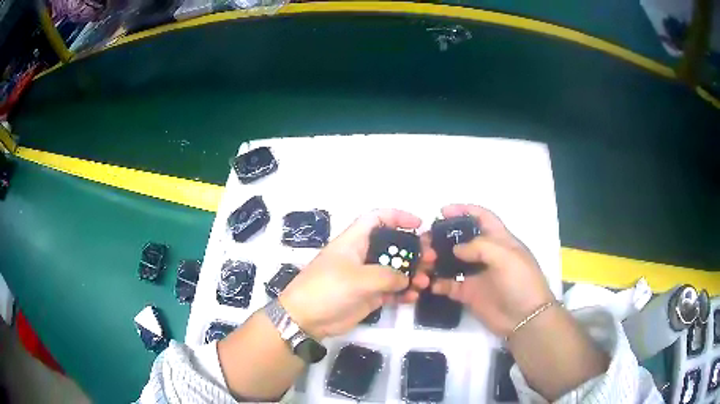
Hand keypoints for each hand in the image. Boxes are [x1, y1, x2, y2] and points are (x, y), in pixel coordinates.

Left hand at [280, 209, 433, 339]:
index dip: (398, 217)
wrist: (306, 319)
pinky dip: (403, 292)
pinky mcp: (368, 296)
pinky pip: (391, 290)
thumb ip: (386, 276)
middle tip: (431, 259)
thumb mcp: (358, 279)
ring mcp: (366, 277)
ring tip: (425, 281)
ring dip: (412, 273)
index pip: (377, 219)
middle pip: (392, 246)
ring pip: (395, 269)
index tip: (419, 225)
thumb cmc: (327, 289)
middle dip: (413, 250)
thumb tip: (405, 279)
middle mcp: (362, 256)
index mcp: (354, 241)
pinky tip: (413, 296)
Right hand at [430, 204, 553, 336]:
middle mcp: (486, 255)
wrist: (525, 318)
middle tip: (426, 238)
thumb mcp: (506, 257)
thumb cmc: (521, 282)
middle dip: (445, 235)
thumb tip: (456, 249)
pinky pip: (449, 285)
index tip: (443, 211)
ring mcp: (477, 275)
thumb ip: (480, 247)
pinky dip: (438, 283)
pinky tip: (428, 282)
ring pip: (452, 261)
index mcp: (500, 240)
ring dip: (438, 259)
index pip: (482, 217)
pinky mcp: (469, 293)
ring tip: (423, 259)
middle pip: (463, 239)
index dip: (464, 210)